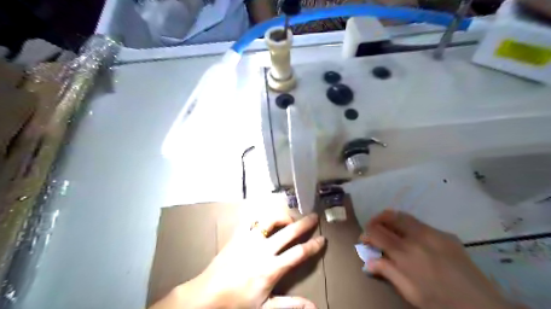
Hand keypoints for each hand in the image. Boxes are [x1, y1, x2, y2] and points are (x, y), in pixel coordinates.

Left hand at [150, 201, 323, 308]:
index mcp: (272, 268)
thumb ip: (290, 305)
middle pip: (289, 232)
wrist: (206, 295)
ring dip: (283, 217)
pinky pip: (252, 221)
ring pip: (271, 221)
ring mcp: (250, 240)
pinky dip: (261, 218)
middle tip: (314, 217)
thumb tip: (313, 306)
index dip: (313, 245)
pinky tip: (265, 221)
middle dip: (304, 224)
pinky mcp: (238, 236)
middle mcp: (263, 250)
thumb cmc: (236, 304)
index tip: (322, 239)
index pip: (299, 253)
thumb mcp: (264, 308)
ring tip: (290, 218)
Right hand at [362, 210, 516, 308]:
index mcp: (405, 252)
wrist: (481, 305)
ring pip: (405, 216)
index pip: (376, 231)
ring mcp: (433, 233)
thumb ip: (387, 272)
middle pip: (389, 216)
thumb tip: (368, 261)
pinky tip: (414, 240)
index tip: (365, 241)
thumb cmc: (439, 302)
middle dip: (377, 220)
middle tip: (374, 230)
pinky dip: (409, 227)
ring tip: (390, 230)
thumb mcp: (409, 291)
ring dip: (392, 220)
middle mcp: (417, 236)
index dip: (366, 233)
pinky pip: (421, 224)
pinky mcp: (446, 234)